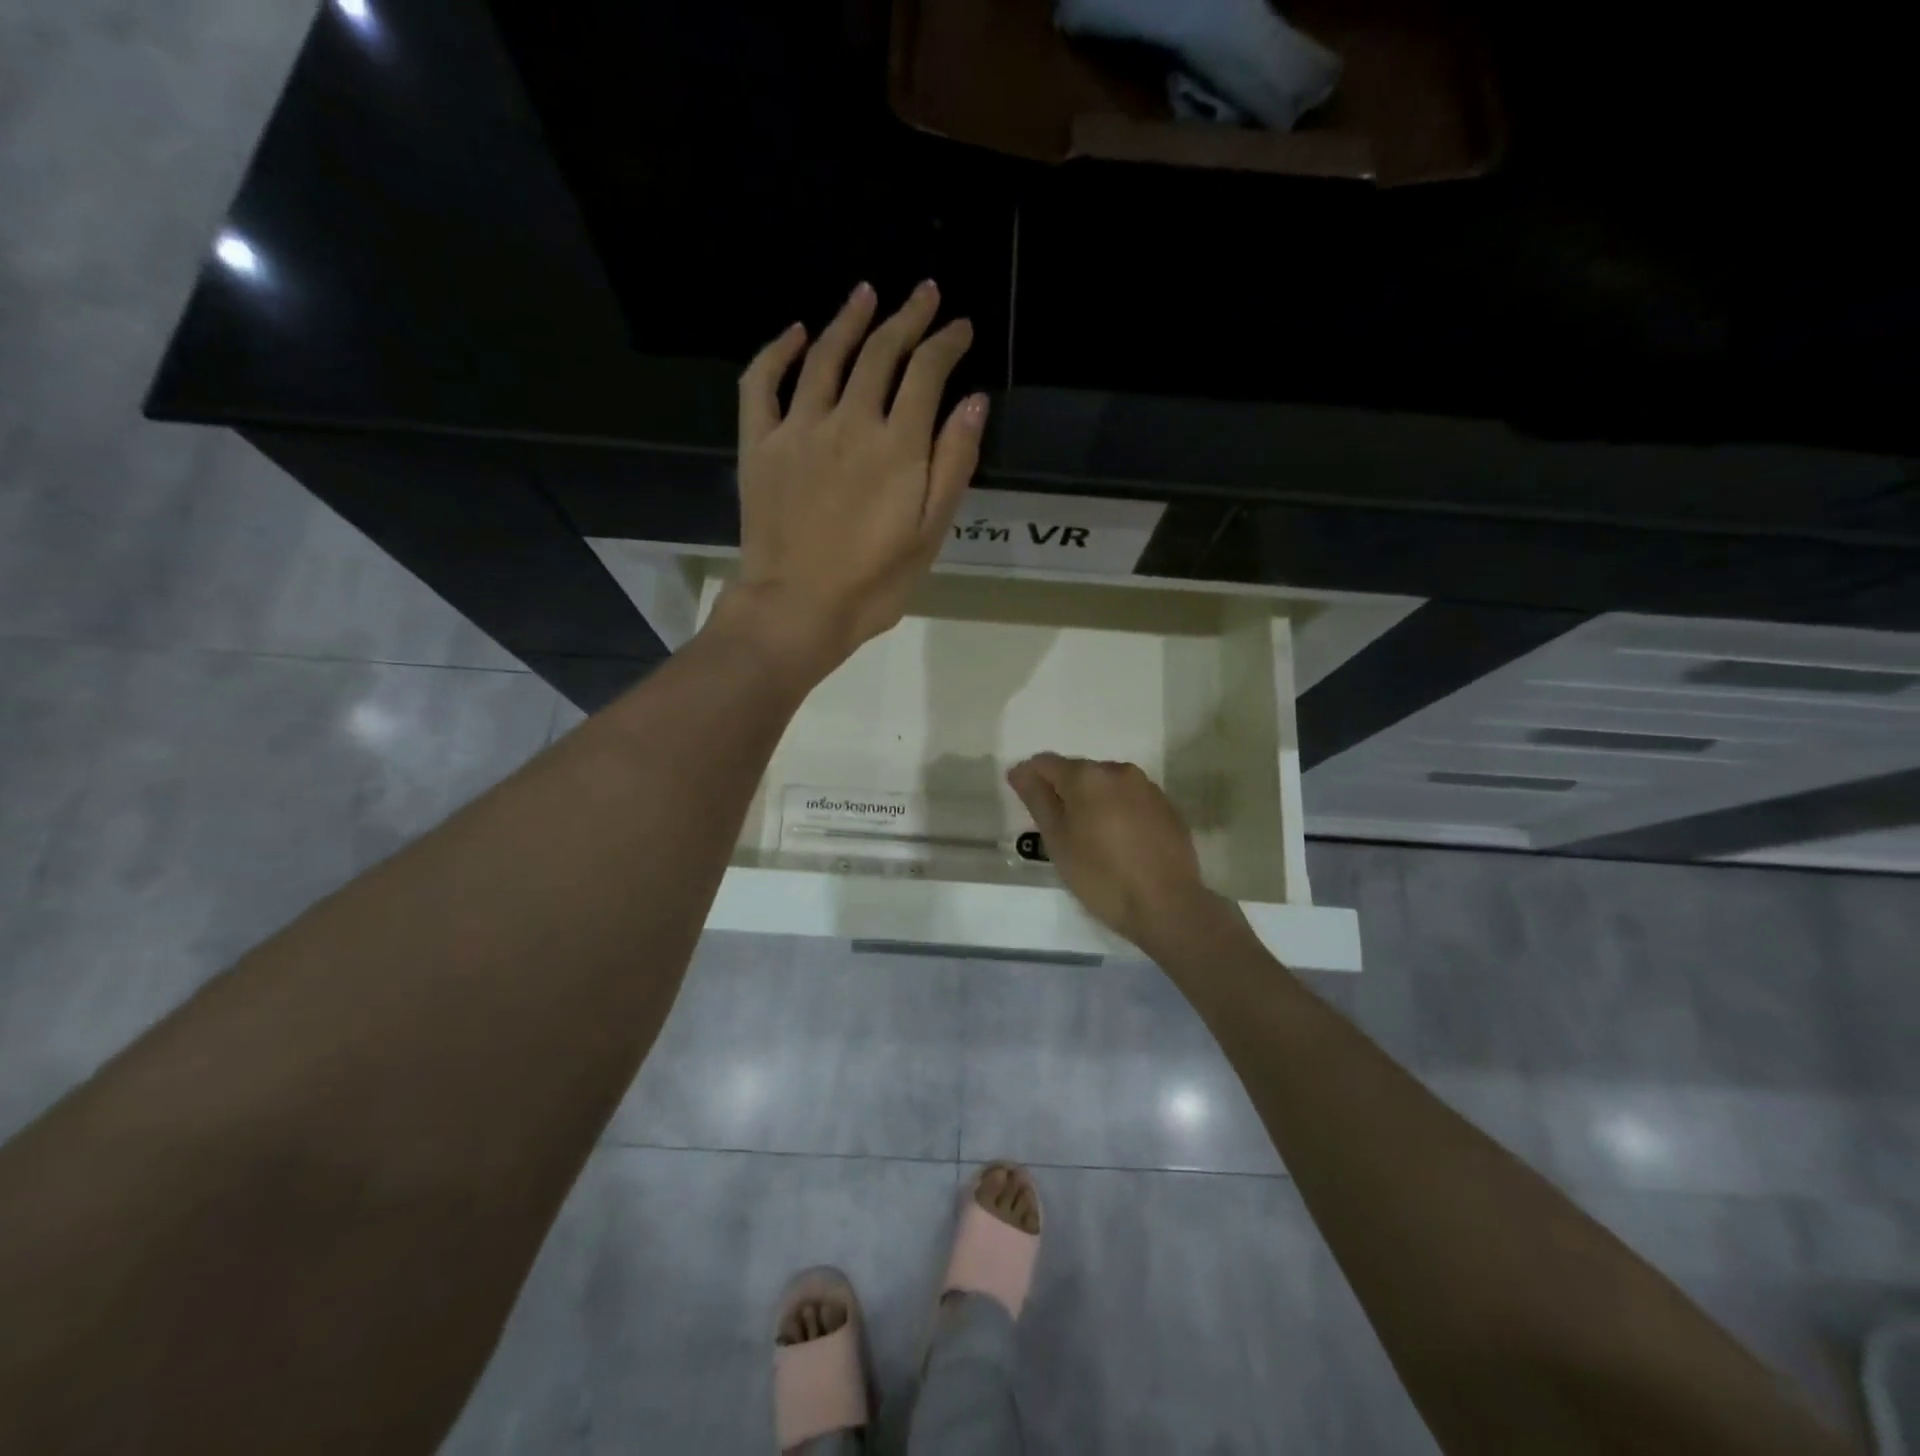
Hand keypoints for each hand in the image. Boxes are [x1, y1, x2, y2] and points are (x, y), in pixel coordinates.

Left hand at [718, 280, 984, 684]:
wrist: (798, 609)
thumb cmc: (873, 583)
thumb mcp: (930, 534)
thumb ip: (953, 464)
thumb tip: (974, 402)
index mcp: (897, 445)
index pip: (927, 372)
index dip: (946, 343)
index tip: (960, 328)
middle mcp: (849, 421)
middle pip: (880, 353)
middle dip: (907, 318)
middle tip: (924, 294)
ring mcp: (798, 428)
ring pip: (825, 355)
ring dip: (849, 319)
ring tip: (867, 294)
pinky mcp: (759, 444)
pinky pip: (762, 383)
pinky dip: (777, 351)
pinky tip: (794, 333)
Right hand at [1006, 753, 1240, 954]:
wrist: (1166, 904)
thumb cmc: (1101, 875)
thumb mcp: (1058, 841)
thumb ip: (1037, 799)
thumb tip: (1020, 770)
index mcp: (1087, 776)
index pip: (1046, 763)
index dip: (1029, 777)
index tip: (1023, 800)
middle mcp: (1119, 771)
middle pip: (1079, 771)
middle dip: (1064, 791)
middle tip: (1057, 828)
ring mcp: (1147, 788)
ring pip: (1107, 785)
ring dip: (1093, 800)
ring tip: (1089, 836)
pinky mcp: (1167, 807)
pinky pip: (1131, 799)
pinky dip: (1118, 811)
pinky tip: (1119, 842)